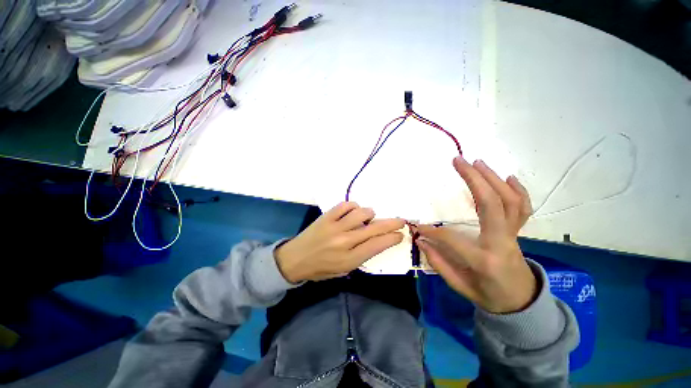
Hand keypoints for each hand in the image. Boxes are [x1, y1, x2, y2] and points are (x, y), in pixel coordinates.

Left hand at [275, 202, 404, 282]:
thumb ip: (360, 256)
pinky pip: (346, 205)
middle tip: (400, 220)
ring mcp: (335, 227)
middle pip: (374, 229)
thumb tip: (375, 240)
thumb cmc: (320, 268)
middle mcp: (344, 241)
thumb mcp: (343, 270)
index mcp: (349, 259)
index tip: (400, 234)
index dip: (392, 238)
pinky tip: (353, 212)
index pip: (377, 245)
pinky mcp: (326, 217)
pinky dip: (353, 206)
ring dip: (370, 214)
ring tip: (369, 217)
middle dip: (391, 223)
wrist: (294, 259)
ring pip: (361, 213)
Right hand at [415, 157, 536, 313]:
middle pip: (492, 204)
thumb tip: (421, 240)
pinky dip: (518, 190)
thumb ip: (439, 263)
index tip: (417, 227)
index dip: (431, 231)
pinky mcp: (518, 231)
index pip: (452, 238)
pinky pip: (523, 207)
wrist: (521, 301)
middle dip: (474, 179)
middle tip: (458, 161)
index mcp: (484, 260)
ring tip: (477, 162)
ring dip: (493, 178)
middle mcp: (502, 242)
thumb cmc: (488, 295)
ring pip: (510, 200)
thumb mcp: (460, 286)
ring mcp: (514, 235)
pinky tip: (508, 176)